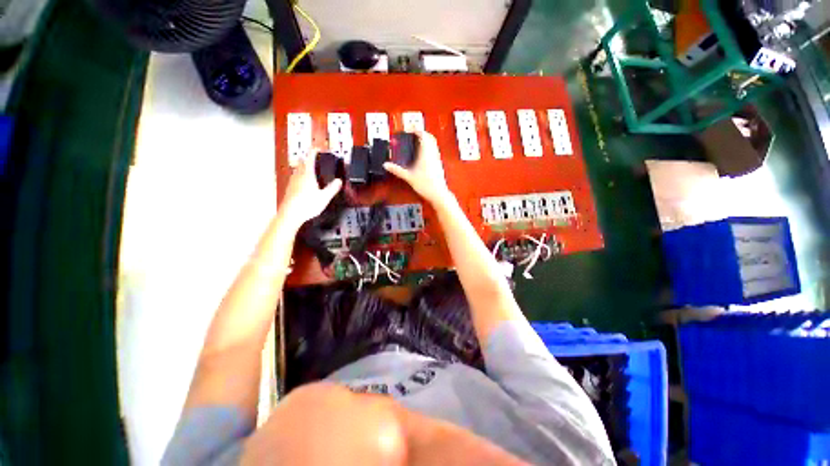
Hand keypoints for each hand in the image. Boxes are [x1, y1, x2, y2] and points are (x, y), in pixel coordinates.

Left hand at [279, 149, 342, 230]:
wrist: (290, 214)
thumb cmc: (307, 205)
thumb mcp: (325, 197)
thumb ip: (332, 188)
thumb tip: (339, 181)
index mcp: (307, 175)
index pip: (310, 158)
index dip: (314, 151)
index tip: (317, 148)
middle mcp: (298, 176)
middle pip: (302, 163)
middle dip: (308, 159)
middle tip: (314, 159)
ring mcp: (292, 182)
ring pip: (298, 170)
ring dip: (304, 167)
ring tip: (310, 170)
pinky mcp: (289, 189)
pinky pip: (295, 178)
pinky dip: (300, 176)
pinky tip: (304, 183)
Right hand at [383, 131, 452, 205]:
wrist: (438, 194)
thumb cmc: (426, 185)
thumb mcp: (408, 177)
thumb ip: (397, 170)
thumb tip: (386, 165)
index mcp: (426, 153)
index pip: (422, 134)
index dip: (415, 129)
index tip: (408, 129)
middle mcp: (433, 153)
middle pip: (429, 136)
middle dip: (421, 133)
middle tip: (412, 134)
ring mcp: (437, 158)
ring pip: (433, 143)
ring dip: (425, 139)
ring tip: (416, 142)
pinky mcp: (439, 163)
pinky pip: (434, 150)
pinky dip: (428, 147)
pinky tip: (422, 154)